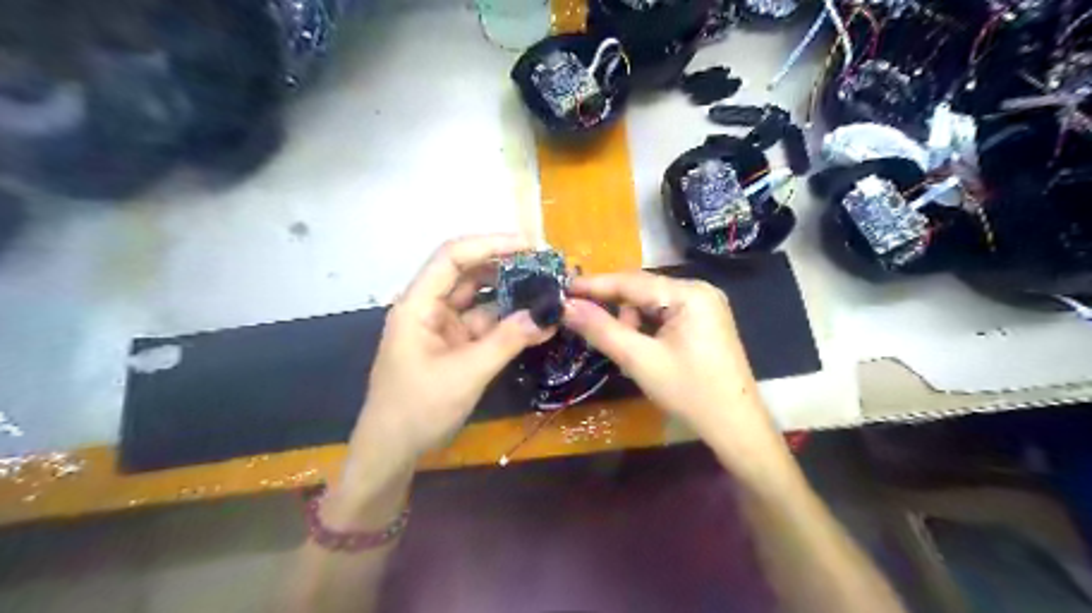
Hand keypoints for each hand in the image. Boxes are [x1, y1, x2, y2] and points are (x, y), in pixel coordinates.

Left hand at [353, 235, 555, 465]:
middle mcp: (430, 307)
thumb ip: (507, 341)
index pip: (452, 257)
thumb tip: (548, 315)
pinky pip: (486, 325)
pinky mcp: (455, 346)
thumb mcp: (466, 374)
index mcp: (418, 304)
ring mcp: (443, 327)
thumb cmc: (418, 409)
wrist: (393, 451)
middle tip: (546, 266)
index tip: (529, 245)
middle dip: (506, 267)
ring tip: (548, 290)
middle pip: (469, 274)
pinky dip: (509, 323)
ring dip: (512, 295)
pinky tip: (538, 322)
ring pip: (481, 300)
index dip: (490, 244)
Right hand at [563, 273, 774, 443]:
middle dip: (614, 308)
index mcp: (689, 293)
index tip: (562, 288)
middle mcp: (699, 290)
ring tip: (629, 351)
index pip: (631, 281)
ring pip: (652, 304)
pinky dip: (647, 328)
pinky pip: (665, 315)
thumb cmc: (690, 393)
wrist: (736, 427)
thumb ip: (601, 330)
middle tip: (584, 323)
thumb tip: (566, 307)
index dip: (594, 285)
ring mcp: (705, 306)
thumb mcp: (640, 361)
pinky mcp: (705, 322)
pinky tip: (643, 348)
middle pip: (642, 290)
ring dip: (631, 321)